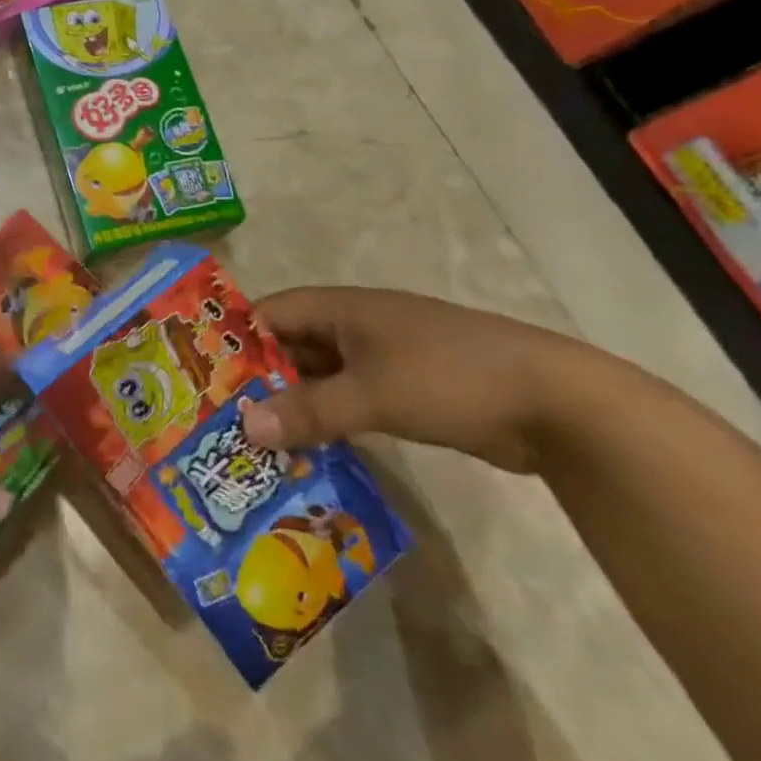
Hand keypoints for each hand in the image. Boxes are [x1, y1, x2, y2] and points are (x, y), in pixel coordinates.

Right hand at [237, 287, 603, 473]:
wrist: (557, 403)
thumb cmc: (449, 378)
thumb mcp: (371, 394)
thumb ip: (306, 411)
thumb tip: (244, 426)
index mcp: (342, 309)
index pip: (271, 313)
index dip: (238, 337)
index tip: (204, 373)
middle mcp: (357, 327)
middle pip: (293, 346)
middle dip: (260, 378)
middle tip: (223, 416)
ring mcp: (385, 358)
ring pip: (322, 377)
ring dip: (295, 404)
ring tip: (257, 440)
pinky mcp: (408, 390)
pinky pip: (351, 400)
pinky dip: (329, 420)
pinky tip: (309, 450)